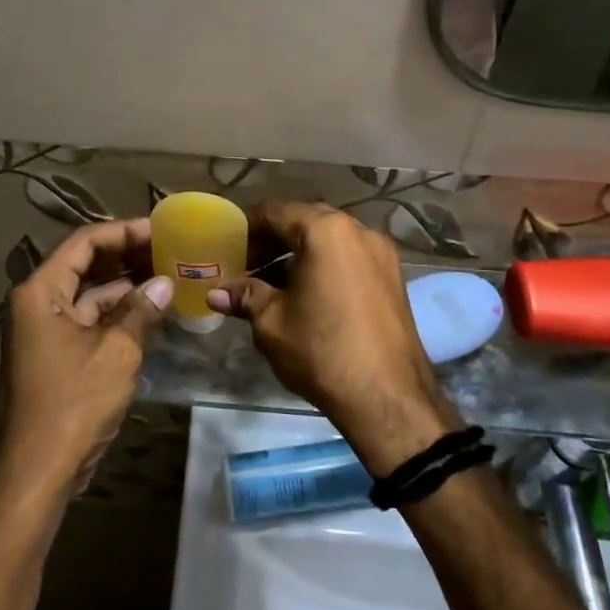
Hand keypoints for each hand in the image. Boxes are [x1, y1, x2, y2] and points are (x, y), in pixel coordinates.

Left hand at [0, 218, 172, 500]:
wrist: (38, 469)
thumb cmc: (73, 403)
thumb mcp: (116, 352)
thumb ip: (141, 310)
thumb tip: (166, 283)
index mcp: (41, 292)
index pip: (84, 243)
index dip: (124, 232)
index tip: (160, 230)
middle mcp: (39, 303)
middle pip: (86, 265)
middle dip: (127, 256)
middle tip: (170, 249)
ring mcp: (46, 329)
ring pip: (90, 293)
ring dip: (127, 285)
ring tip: (169, 274)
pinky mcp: (57, 353)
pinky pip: (91, 320)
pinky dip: (119, 313)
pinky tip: (153, 310)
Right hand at [210, 202, 462, 473]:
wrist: (387, 397)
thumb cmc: (322, 351)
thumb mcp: (271, 322)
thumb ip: (245, 297)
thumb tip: (215, 293)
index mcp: (326, 231)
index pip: (276, 212)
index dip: (247, 228)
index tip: (228, 249)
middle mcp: (358, 230)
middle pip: (305, 221)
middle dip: (274, 240)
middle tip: (248, 266)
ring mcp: (381, 252)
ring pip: (330, 239)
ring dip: (300, 253)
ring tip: (273, 284)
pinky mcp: (394, 276)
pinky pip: (350, 257)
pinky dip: (325, 265)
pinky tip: (307, 294)